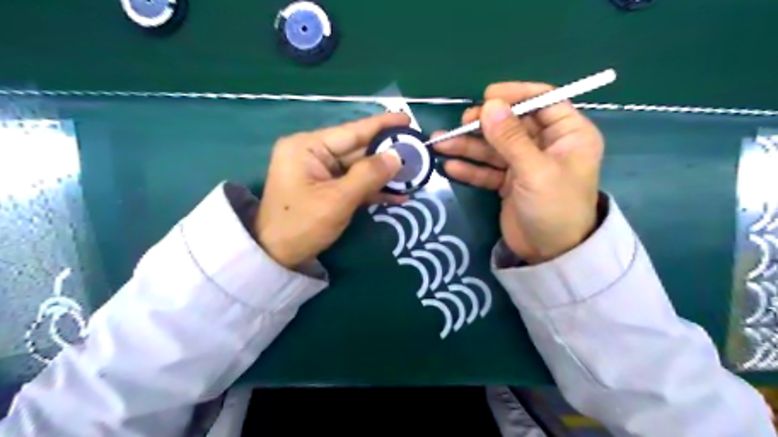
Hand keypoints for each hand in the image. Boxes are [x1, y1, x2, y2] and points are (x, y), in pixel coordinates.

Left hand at [257, 112, 408, 267]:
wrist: (277, 257)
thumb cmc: (301, 225)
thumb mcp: (337, 200)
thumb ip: (368, 175)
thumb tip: (397, 156)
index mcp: (307, 147)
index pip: (351, 131)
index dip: (381, 126)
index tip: (407, 119)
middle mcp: (314, 154)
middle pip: (358, 150)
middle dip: (387, 154)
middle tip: (417, 152)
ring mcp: (321, 172)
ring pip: (359, 168)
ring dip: (384, 175)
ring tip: (414, 175)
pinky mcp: (327, 189)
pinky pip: (354, 184)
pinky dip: (373, 190)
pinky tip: (398, 195)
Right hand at [436, 84, 604, 264]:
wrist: (550, 255)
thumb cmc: (554, 208)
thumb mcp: (535, 171)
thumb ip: (511, 139)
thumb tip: (489, 105)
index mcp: (568, 134)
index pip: (543, 101)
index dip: (515, 95)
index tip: (487, 97)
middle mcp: (546, 145)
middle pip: (512, 124)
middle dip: (484, 124)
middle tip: (460, 125)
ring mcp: (525, 164)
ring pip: (495, 147)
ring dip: (468, 146)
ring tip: (440, 144)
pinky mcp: (509, 182)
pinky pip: (488, 170)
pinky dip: (470, 168)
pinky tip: (450, 167)